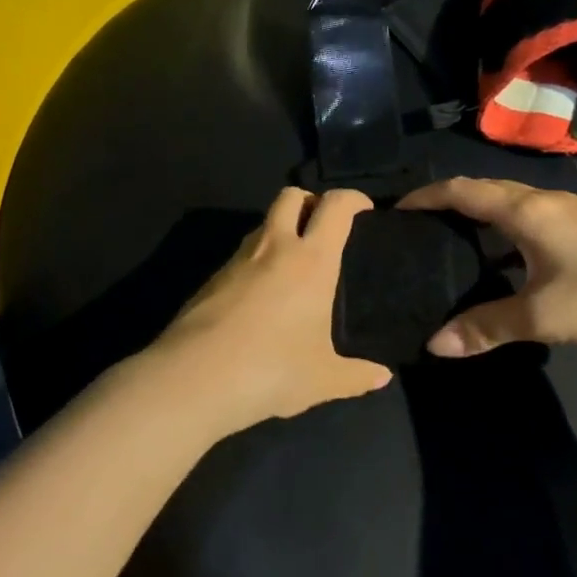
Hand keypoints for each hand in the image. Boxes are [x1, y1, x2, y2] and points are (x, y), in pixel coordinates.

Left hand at [146, 186, 392, 432]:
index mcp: (312, 260)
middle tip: (323, 228)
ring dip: (281, 229)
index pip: (335, 206)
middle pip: (291, 196)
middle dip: (310, 200)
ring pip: (263, 223)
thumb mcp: (322, 379)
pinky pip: (242, 254)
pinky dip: (257, 259)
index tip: (364, 210)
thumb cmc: (272, 370)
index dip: (353, 198)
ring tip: (293, 264)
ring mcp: (238, 259)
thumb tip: (382, 377)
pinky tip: (261, 295)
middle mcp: (275, 247)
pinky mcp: (212, 277)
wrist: (194, 378)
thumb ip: (355, 376)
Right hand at [398, 177, 576, 356]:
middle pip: (484, 190)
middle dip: (447, 203)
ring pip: (510, 204)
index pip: (462, 190)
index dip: (426, 197)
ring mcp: (571, 212)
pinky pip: (530, 218)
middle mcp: (545, 201)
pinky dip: (503, 229)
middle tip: (416, 230)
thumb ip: (487, 327)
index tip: (395, 210)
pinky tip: (504, 260)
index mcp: (527, 210)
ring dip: (477, 216)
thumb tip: (434, 344)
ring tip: (451, 244)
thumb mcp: (545, 315)